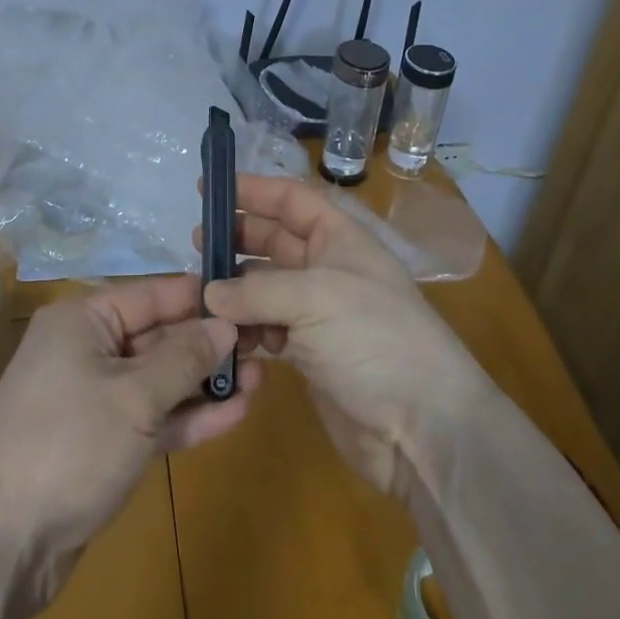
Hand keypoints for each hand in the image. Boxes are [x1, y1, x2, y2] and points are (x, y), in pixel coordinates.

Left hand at [0, 275, 258, 606]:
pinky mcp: (102, 443)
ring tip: (261, 379)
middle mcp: (88, 349)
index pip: (153, 294)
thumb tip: (224, 324)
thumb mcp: (135, 396)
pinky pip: (152, 417)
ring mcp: (95, 398)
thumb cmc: (68, 444)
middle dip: (209, 345)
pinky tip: (234, 414)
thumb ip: (184, 358)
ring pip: (159, 380)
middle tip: (266, 345)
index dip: (200, 298)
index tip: (248, 299)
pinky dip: (186, 416)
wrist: (0, 544)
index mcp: (84, 320)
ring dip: (205, 383)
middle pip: (158, 336)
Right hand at [202, 174, 490, 495]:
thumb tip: (209, 293)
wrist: (423, 429)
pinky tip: (223, 336)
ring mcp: (319, 314)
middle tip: (196, 244)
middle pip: (274, 240)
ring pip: (266, 287)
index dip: (253, 190)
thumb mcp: (315, 298)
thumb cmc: (375, 340)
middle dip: (237, 239)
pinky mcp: (309, 355)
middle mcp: (328, 269)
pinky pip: (267, 329)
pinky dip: (244, 330)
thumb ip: (256, 291)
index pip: (291, 199)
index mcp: (340, 238)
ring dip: (235, 289)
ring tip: (199, 294)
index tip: (209, 189)